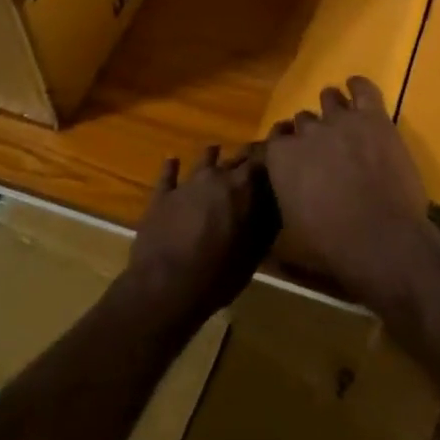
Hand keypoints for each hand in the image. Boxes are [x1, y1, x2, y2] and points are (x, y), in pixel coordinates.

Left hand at [122, 146, 279, 329]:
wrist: (164, 287)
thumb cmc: (217, 275)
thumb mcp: (253, 255)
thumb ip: (264, 227)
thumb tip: (273, 209)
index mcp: (241, 187)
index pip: (261, 160)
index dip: (270, 157)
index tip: (278, 157)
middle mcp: (215, 176)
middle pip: (235, 158)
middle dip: (245, 160)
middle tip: (253, 164)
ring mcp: (186, 184)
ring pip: (204, 160)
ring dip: (212, 157)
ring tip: (216, 152)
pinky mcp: (161, 196)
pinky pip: (168, 175)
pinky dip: (172, 167)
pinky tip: (173, 161)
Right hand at [264, 77, 439, 309]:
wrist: (381, 239)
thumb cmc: (331, 244)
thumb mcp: (291, 227)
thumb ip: (284, 197)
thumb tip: (287, 194)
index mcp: (280, 158)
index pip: (275, 139)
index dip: (285, 147)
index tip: (293, 158)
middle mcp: (305, 132)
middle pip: (303, 120)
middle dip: (310, 132)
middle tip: (324, 150)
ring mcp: (340, 120)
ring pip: (329, 97)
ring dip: (332, 108)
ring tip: (340, 120)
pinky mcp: (373, 118)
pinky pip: (364, 88)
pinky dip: (358, 86)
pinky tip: (356, 87)